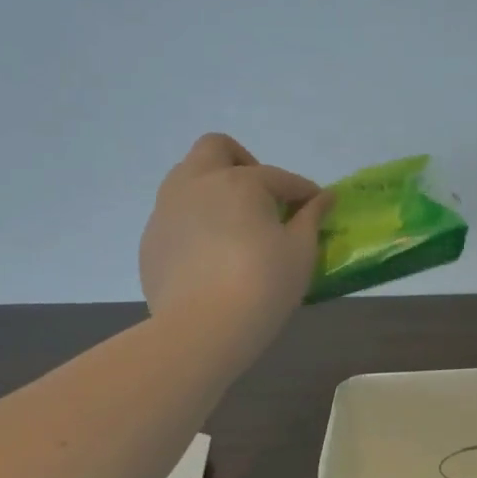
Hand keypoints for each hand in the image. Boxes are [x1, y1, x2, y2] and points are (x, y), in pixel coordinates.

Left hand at [139, 134, 333, 345]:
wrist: (202, 329)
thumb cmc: (263, 283)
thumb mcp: (301, 250)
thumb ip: (312, 217)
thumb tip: (325, 197)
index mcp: (239, 182)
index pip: (280, 177)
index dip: (304, 192)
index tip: (318, 208)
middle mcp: (197, 183)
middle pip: (216, 148)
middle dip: (243, 162)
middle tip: (263, 197)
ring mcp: (167, 210)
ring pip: (187, 177)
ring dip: (214, 188)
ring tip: (236, 224)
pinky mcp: (151, 239)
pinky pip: (176, 215)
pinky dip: (197, 221)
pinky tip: (213, 254)